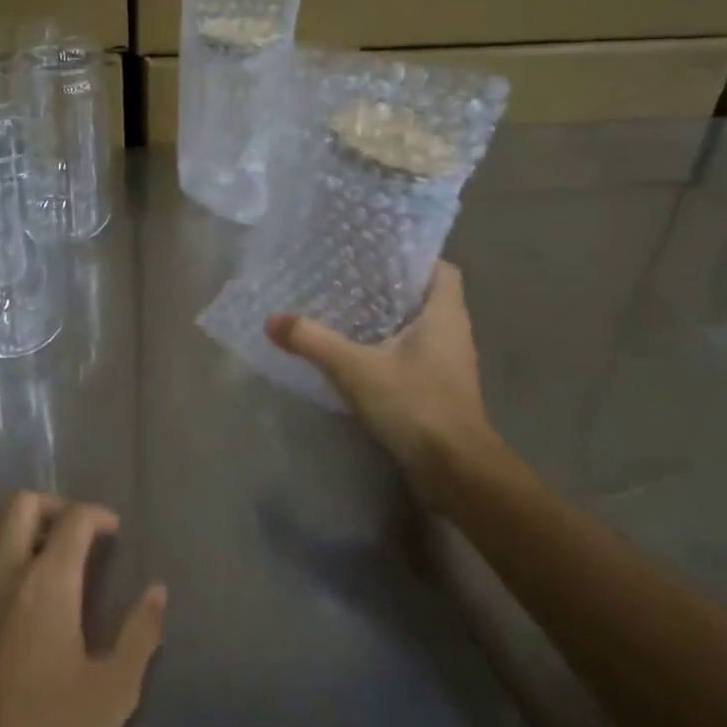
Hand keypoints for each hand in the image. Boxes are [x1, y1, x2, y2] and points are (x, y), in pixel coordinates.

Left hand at [0, 492, 167, 726]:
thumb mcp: (113, 693)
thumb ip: (140, 635)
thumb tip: (157, 591)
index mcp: (49, 582)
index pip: (75, 519)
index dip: (98, 515)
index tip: (112, 532)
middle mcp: (3, 572)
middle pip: (21, 503)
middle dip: (51, 505)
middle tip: (69, 531)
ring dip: (5, 524)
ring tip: (24, 546)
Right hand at [265, 261, 511, 512]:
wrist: (455, 470)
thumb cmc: (415, 404)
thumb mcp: (355, 368)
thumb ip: (313, 341)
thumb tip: (271, 319)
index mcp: (445, 315)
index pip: (441, 270)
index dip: (413, 258)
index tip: (377, 255)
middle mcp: (454, 334)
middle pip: (426, 299)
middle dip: (391, 290)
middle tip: (349, 281)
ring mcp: (450, 366)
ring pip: (420, 330)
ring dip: (389, 323)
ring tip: (347, 314)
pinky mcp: (441, 392)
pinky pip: (415, 358)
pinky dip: (390, 352)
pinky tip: (358, 357)